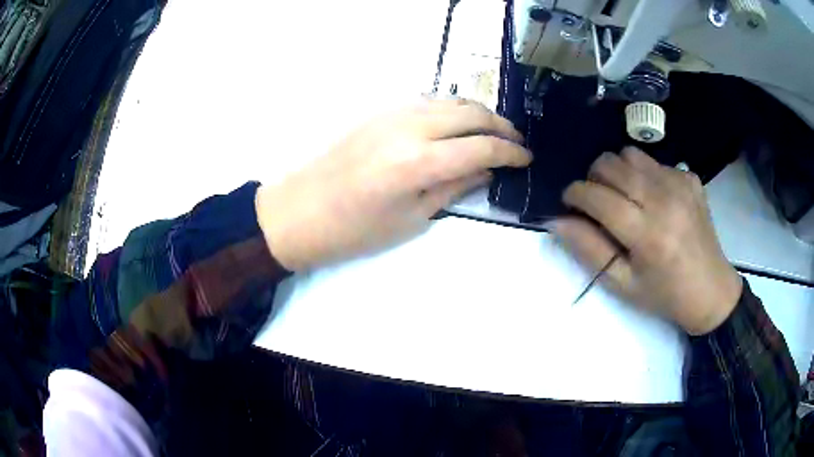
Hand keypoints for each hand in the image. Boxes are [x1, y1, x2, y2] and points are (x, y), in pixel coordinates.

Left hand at [256, 98, 530, 270]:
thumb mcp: (411, 219)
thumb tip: (487, 170)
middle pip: (471, 113)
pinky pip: (428, 101)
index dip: (510, 152)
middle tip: (517, 143)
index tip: (527, 159)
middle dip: (501, 126)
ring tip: (494, 132)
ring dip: (478, 113)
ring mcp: (392, 113)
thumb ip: (454, 187)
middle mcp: (410, 127)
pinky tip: (458, 125)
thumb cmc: (354, 230)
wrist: (299, 211)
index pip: (481, 146)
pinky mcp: (380, 112)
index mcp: (419, 162)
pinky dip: (453, 109)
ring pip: (451, 101)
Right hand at [549, 147, 742, 334]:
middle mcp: (664, 200)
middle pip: (612, 164)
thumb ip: (589, 250)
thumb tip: (557, 221)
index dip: (575, 193)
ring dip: (617, 171)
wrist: (711, 289)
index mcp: (648, 234)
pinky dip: (642, 175)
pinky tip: (652, 199)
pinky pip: (653, 161)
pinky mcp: (689, 177)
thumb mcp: (622, 284)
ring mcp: (680, 183)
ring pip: (630, 154)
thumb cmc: (664, 295)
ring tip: (623, 196)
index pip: (598, 197)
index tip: (569, 201)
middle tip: (597, 201)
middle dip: (593, 178)